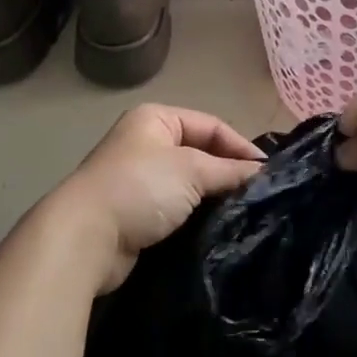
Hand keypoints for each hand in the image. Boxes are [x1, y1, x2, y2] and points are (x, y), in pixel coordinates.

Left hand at [42, 104, 264, 293]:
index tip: (269, 174)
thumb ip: (230, 170)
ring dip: (215, 198)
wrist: (86, 237)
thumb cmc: (140, 188)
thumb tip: (263, 173)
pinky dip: (198, 216)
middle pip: (202, 154)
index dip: (241, 147)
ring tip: (247, 214)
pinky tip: (219, 229)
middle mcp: (147, 143)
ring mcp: (140, 180)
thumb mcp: (192, 170)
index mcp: (155, 118)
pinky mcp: (138, 213)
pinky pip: (178, 209)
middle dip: (229, 173)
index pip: (211, 126)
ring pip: (191, 184)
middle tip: (262, 196)